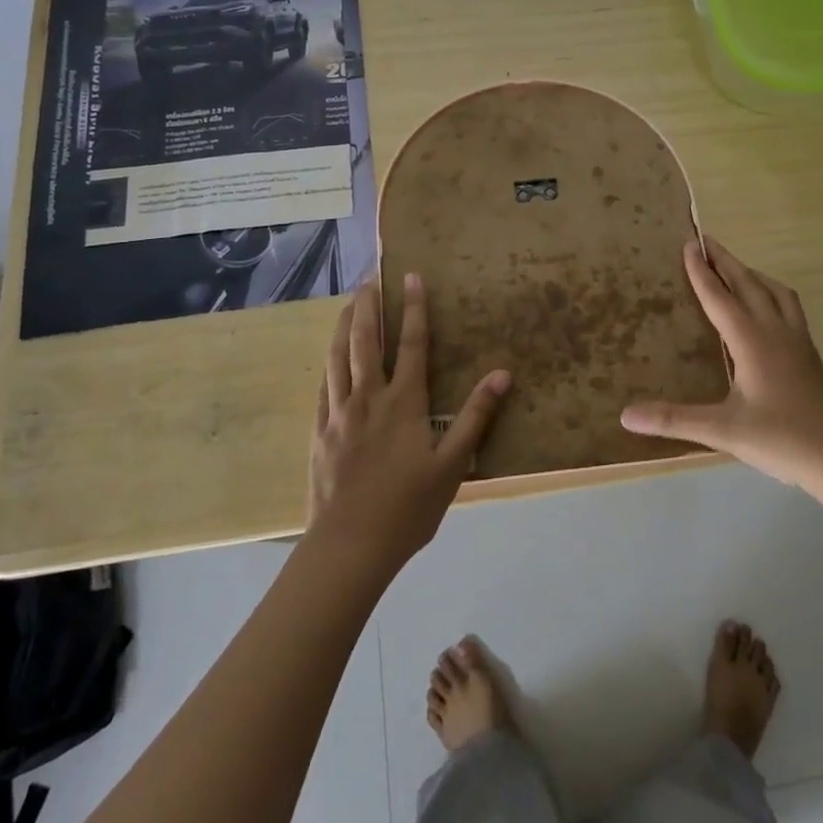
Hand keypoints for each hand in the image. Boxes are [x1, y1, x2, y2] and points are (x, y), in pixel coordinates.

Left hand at [307, 276, 511, 575]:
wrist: (349, 546)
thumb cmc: (408, 507)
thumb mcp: (453, 465)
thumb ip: (476, 416)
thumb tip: (502, 374)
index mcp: (403, 402)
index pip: (412, 344)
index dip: (414, 308)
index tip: (411, 276)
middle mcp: (368, 398)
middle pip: (365, 341)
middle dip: (368, 306)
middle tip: (369, 279)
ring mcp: (338, 414)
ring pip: (337, 358)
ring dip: (343, 327)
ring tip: (347, 304)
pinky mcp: (320, 433)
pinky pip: (323, 387)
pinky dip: (328, 364)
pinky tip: (328, 358)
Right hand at [621, 239, 822, 494]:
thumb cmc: (782, 439)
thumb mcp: (723, 430)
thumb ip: (674, 420)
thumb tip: (626, 415)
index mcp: (752, 341)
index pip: (720, 297)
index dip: (701, 272)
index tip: (689, 244)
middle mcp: (776, 331)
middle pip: (749, 284)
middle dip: (726, 261)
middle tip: (707, 241)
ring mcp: (798, 342)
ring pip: (776, 292)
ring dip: (753, 274)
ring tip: (736, 268)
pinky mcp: (811, 355)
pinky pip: (790, 308)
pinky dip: (773, 294)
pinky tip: (769, 310)